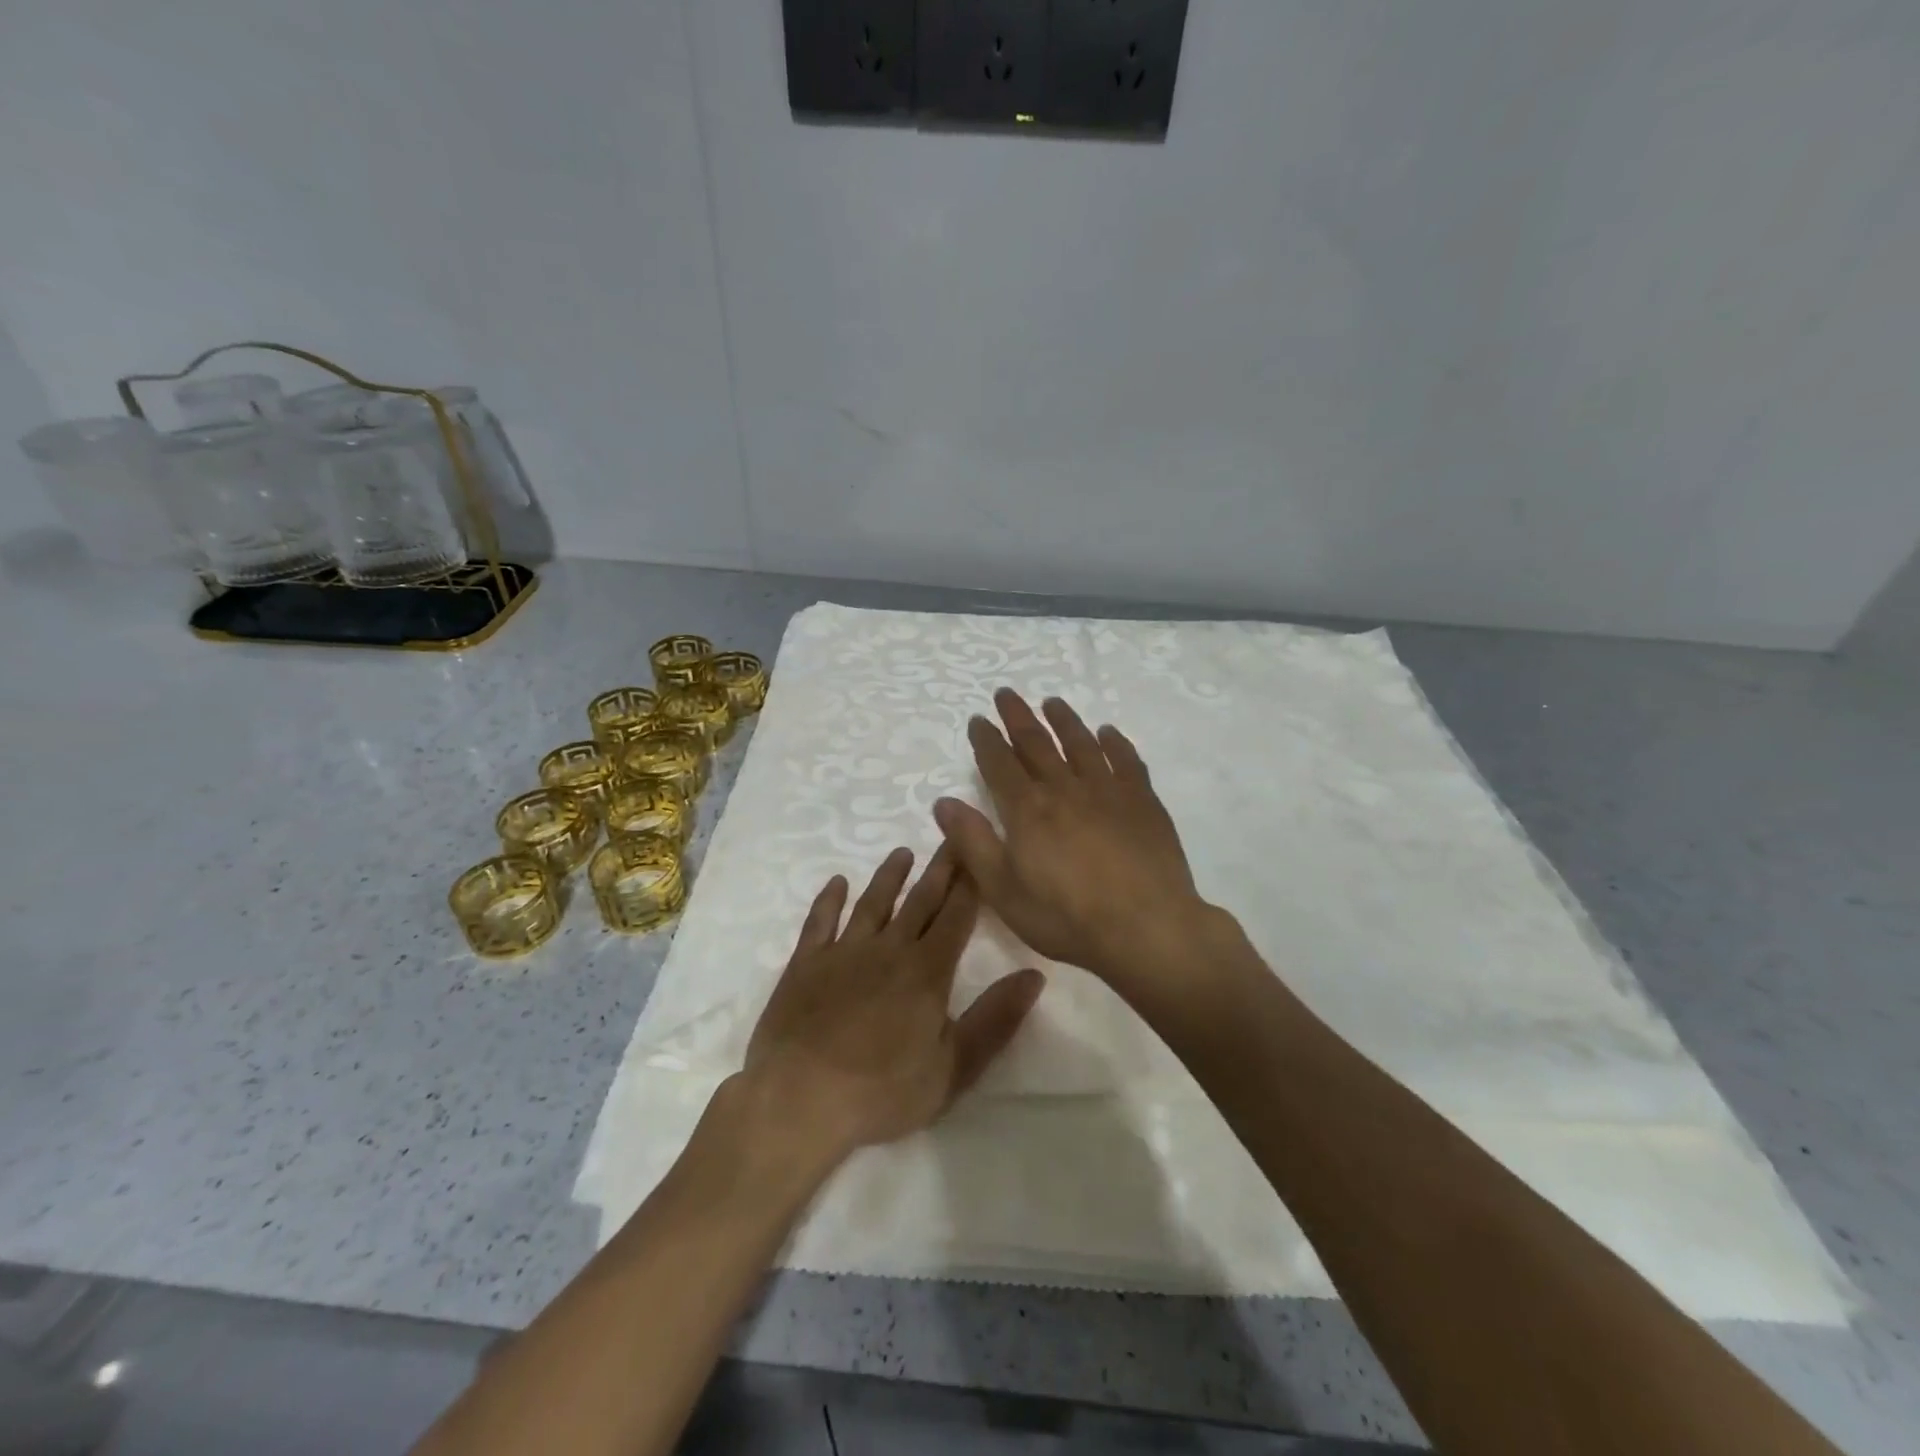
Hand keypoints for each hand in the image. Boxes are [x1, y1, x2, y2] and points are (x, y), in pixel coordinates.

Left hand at [739, 846, 1045, 1166]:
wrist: (798, 1100)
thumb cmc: (882, 1091)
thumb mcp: (953, 1067)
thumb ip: (995, 1019)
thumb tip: (1034, 975)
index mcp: (926, 971)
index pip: (956, 917)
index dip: (970, 884)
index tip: (979, 853)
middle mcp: (888, 949)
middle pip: (920, 901)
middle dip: (940, 869)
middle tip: (951, 836)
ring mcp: (843, 953)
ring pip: (872, 903)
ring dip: (889, 877)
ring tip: (902, 853)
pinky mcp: (805, 964)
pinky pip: (820, 922)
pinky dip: (828, 900)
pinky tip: (836, 883)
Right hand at [934, 689, 1209, 984]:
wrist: (1145, 928)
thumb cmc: (1066, 917)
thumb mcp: (1003, 891)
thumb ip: (972, 843)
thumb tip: (944, 802)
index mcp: (1027, 810)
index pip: (1000, 763)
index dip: (986, 739)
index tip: (978, 719)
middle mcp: (1064, 788)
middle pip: (1037, 742)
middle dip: (1018, 716)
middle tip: (1007, 694)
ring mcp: (1107, 790)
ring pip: (1081, 743)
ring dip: (1064, 720)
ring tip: (1052, 702)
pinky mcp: (1142, 801)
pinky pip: (1125, 760)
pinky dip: (1114, 743)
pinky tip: (1108, 733)